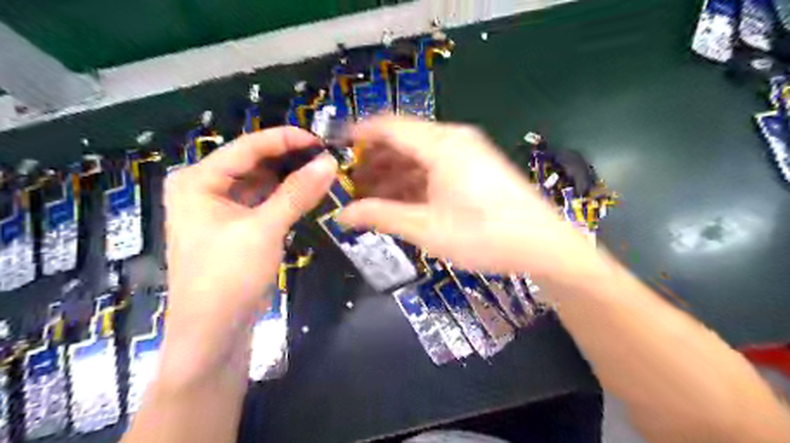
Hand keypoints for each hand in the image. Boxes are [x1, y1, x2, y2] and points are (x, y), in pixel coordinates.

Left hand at [162, 127, 335, 366]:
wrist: (214, 332)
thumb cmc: (228, 275)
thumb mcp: (264, 229)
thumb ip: (297, 193)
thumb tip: (329, 162)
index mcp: (198, 180)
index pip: (247, 147)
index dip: (285, 140)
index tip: (321, 140)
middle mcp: (206, 188)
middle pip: (254, 163)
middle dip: (290, 159)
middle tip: (327, 157)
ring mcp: (222, 208)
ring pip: (262, 182)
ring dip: (290, 178)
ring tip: (323, 172)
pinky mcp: (238, 226)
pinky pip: (264, 201)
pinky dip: (286, 197)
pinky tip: (309, 193)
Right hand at [339, 116, 606, 283]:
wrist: (542, 245)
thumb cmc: (483, 235)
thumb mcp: (426, 228)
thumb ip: (381, 216)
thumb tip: (343, 214)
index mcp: (440, 145)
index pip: (388, 126)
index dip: (359, 134)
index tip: (335, 148)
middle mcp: (453, 140)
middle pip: (402, 141)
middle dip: (374, 161)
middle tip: (352, 185)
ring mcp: (467, 153)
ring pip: (418, 155)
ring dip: (393, 174)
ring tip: (371, 198)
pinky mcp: (475, 168)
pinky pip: (435, 167)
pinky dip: (414, 181)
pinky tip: (401, 201)